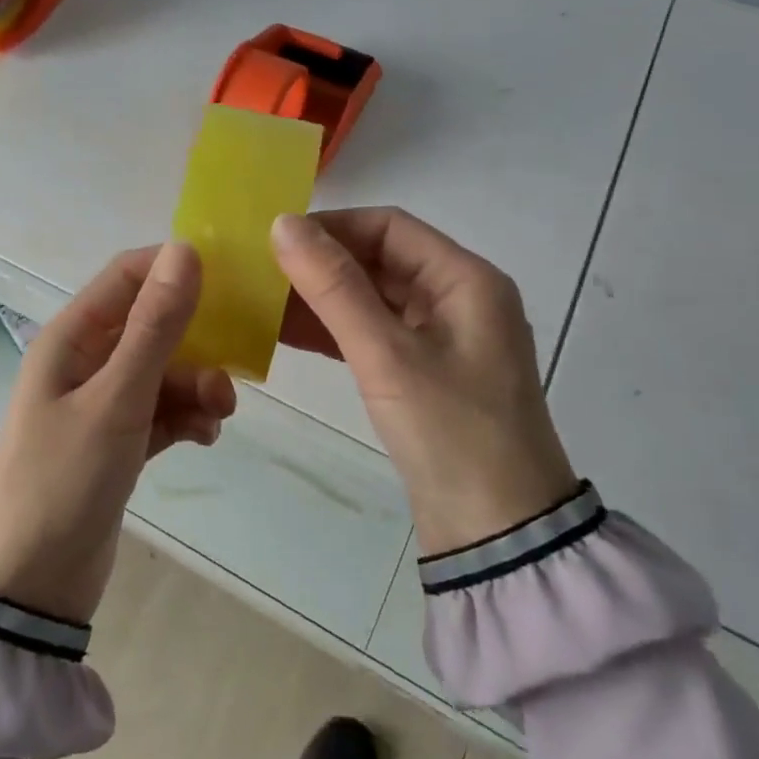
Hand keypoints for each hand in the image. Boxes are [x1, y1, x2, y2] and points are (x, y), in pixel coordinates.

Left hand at [0, 244, 236, 621]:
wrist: (31, 584)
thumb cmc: (64, 478)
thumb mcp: (116, 398)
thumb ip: (154, 327)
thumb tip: (185, 250)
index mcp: (71, 337)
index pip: (126, 276)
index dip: (174, 268)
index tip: (229, 279)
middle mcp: (85, 361)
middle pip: (152, 325)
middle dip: (196, 341)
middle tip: (234, 365)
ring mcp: (101, 403)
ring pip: (163, 371)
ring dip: (195, 385)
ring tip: (219, 415)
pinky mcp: (117, 441)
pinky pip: (161, 411)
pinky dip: (185, 417)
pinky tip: (204, 437)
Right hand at [273, 209, 577, 553]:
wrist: (499, 534)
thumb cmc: (450, 431)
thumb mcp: (387, 354)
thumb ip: (334, 287)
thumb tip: (282, 224)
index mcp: (465, 280)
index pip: (389, 226)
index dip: (331, 226)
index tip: (275, 239)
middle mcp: (458, 298)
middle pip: (380, 260)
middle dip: (321, 264)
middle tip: (260, 271)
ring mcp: (442, 338)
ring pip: (372, 298)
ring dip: (322, 298)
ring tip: (262, 302)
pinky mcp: (425, 372)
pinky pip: (373, 334)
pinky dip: (333, 331)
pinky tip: (285, 334)